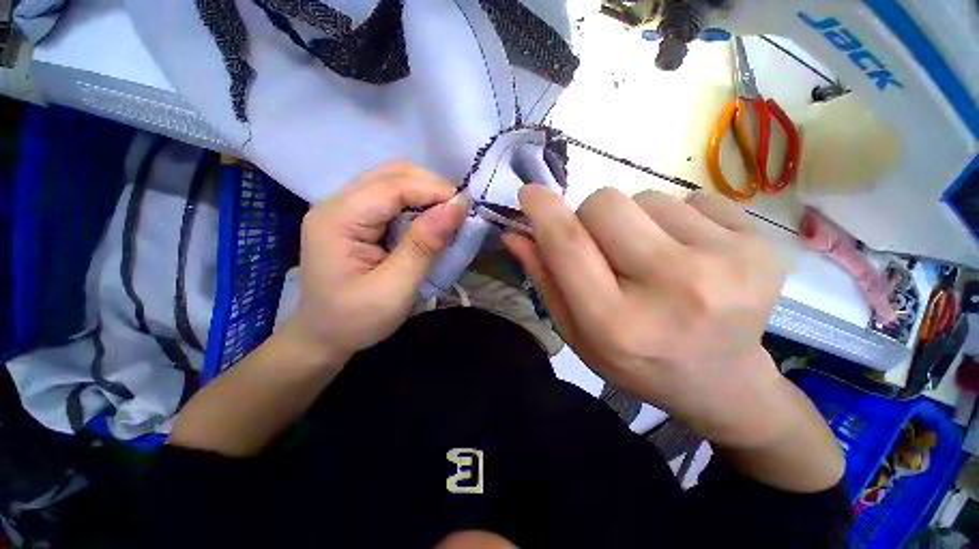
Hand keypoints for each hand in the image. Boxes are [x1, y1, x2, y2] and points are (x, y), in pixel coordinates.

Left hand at [288, 163, 468, 362]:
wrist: (324, 337)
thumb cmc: (355, 320)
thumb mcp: (394, 290)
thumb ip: (423, 246)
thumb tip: (456, 207)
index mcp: (338, 219)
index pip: (392, 186)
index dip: (434, 190)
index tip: (466, 207)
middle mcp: (337, 203)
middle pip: (392, 175)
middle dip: (431, 187)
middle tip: (459, 212)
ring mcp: (345, 208)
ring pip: (393, 181)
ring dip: (426, 193)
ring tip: (448, 215)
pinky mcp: (355, 218)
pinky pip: (391, 197)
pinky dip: (417, 203)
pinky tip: (429, 220)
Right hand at [503, 186, 789, 446]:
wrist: (722, 381)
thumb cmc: (635, 360)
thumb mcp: (577, 331)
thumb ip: (545, 279)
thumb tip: (515, 233)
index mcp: (618, 321)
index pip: (569, 245)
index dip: (543, 211)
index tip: (529, 192)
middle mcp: (674, 288)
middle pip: (606, 203)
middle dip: (590, 215)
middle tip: (605, 246)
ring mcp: (727, 262)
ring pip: (647, 197)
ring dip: (635, 222)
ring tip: (652, 259)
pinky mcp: (759, 243)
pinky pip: (691, 199)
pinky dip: (675, 220)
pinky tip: (689, 256)